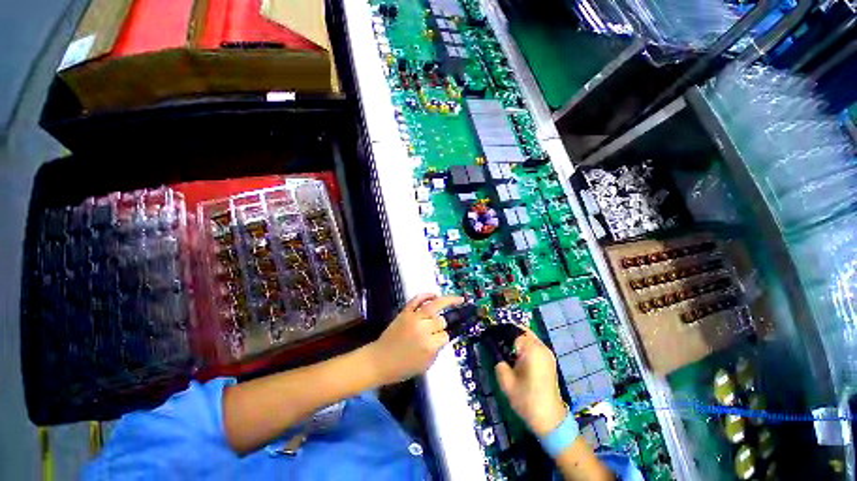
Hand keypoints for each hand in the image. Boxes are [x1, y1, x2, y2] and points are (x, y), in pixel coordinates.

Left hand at [367, 293, 463, 384]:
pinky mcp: (405, 312)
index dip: (444, 338)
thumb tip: (445, 336)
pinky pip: (417, 299)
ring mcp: (413, 318)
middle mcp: (423, 329)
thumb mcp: (425, 364)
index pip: (445, 336)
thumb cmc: (402, 368)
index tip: (441, 339)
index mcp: (429, 346)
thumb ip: (437, 349)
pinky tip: (435, 294)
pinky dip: (426, 295)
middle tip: (440, 327)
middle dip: (442, 324)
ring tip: (458, 299)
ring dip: (447, 301)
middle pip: (441, 320)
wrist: (379, 361)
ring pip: (434, 306)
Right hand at [495, 330, 566, 436]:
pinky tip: (515, 355)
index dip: (499, 333)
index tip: (489, 337)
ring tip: (504, 348)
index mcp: (531, 349)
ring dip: (516, 338)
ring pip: (528, 336)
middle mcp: (541, 346)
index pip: (511, 331)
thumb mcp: (505, 380)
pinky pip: (534, 344)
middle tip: (496, 342)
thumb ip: (498, 360)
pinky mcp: (549, 359)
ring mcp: (547, 352)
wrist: (550, 419)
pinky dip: (523, 345)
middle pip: (521, 330)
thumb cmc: (526, 399)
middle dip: (508, 333)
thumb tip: (495, 349)